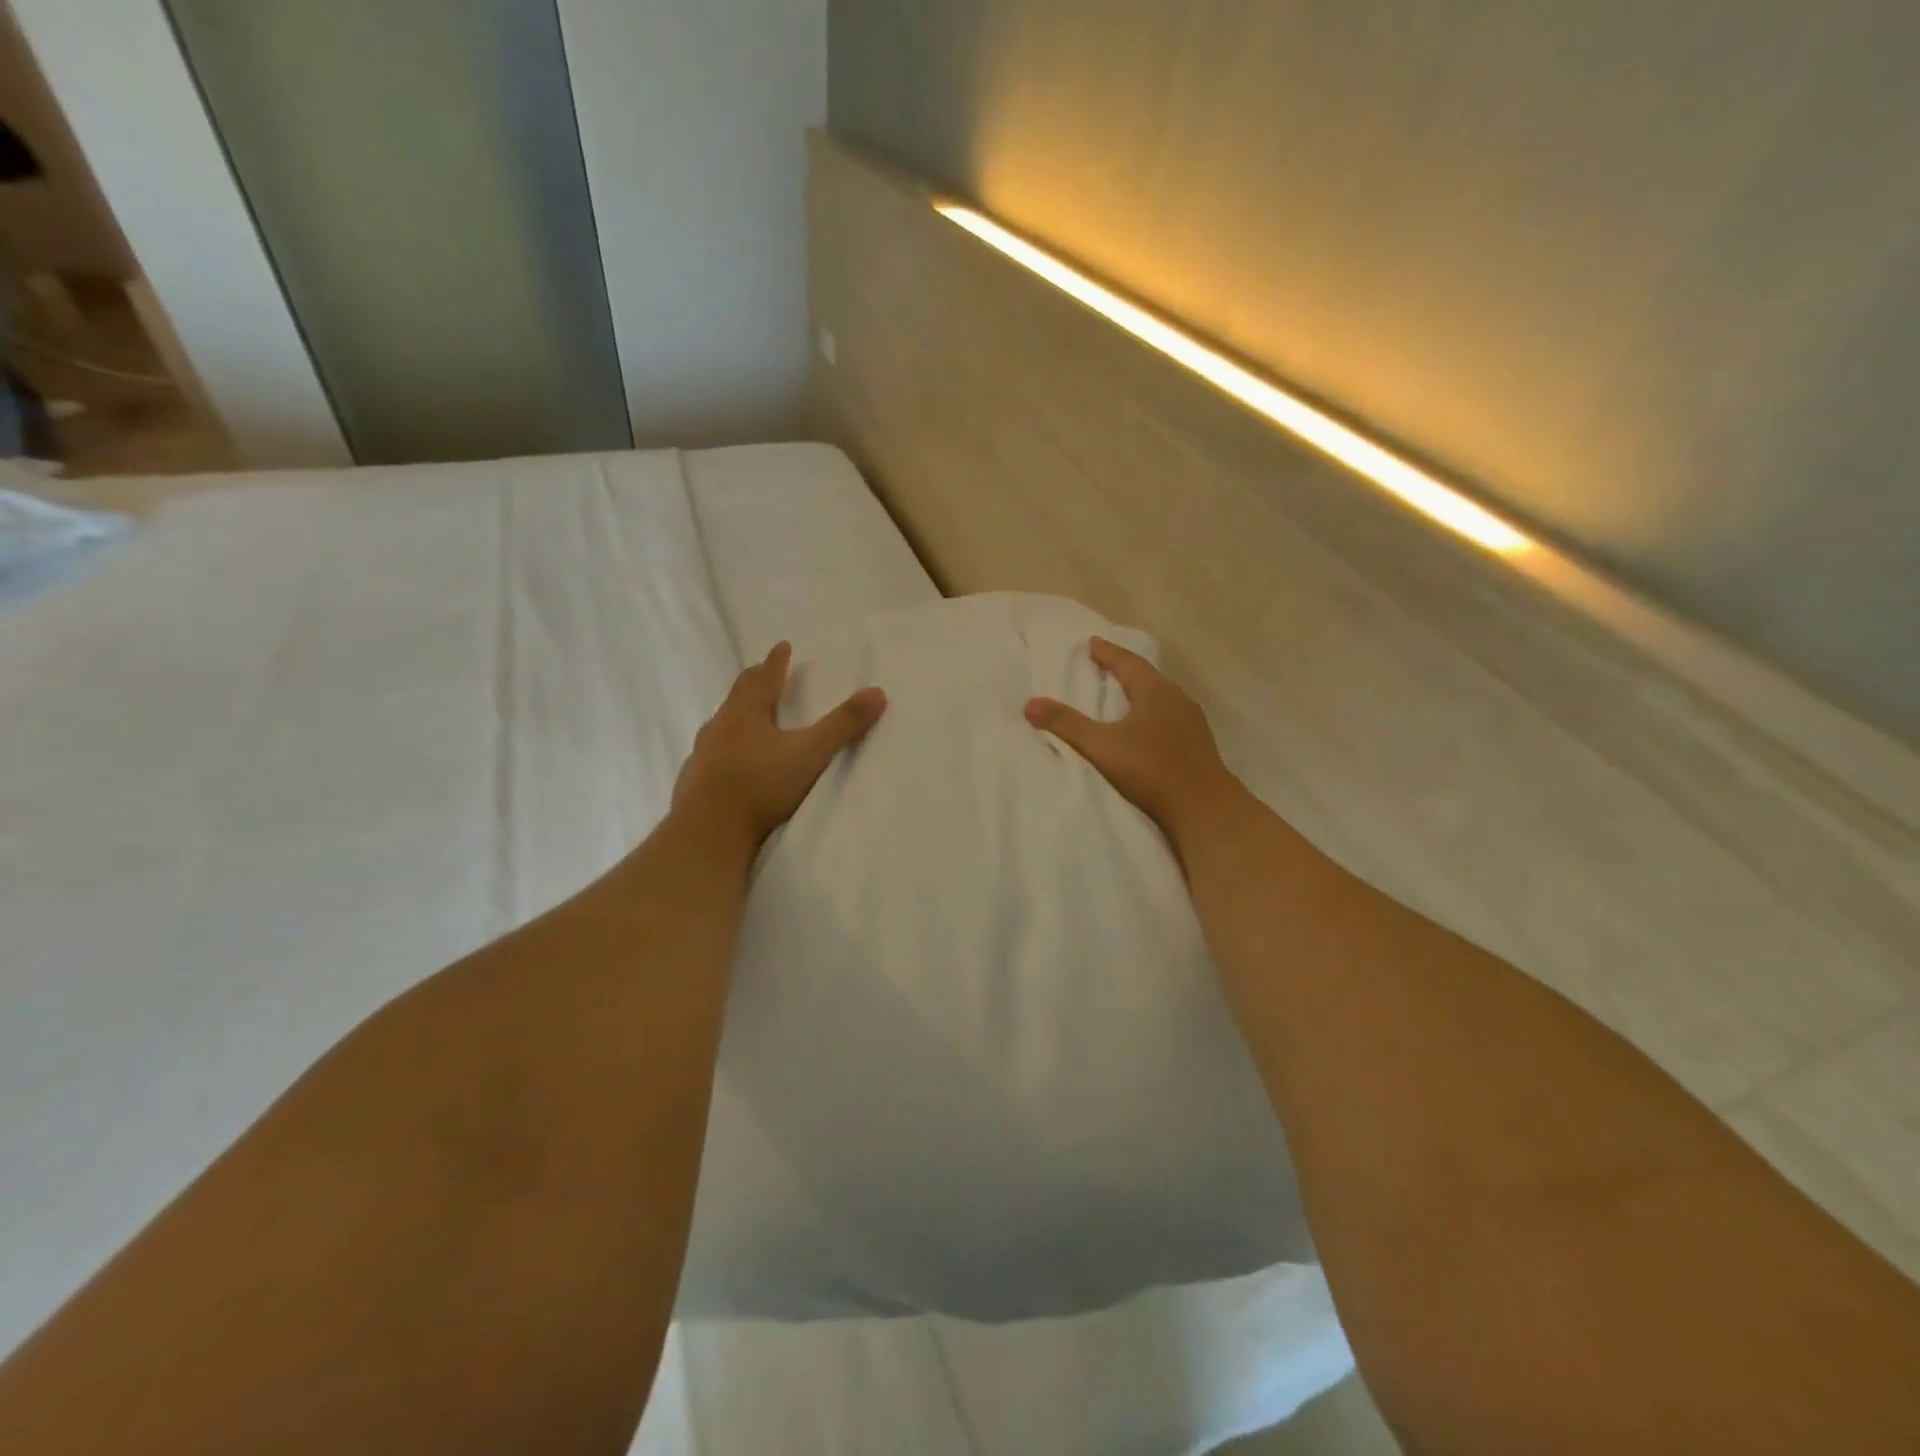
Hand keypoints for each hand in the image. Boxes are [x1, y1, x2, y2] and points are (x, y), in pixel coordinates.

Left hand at [673, 641, 886, 847]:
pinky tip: (730, 763)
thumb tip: (878, 692)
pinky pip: (711, 755)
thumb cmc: (760, 786)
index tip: (782, 646)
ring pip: (721, 726)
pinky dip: (725, 750)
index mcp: (745, 712)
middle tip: (763, 673)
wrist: (708, 833)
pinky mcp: (694, 782)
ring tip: (748, 718)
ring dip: (737, 717)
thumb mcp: (810, 753)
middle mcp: (719, 726)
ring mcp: (702, 755)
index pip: (763, 678)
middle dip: (754, 683)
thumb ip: (843, 725)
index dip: (776, 662)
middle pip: (737, 696)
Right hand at [1025, 636, 1243, 842]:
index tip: (1092, 643)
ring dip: (1141, 694)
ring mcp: (1192, 724)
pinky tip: (1147, 730)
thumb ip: (1066, 725)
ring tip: (1124, 696)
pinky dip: (1153, 716)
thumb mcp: (1101, 747)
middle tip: (1105, 666)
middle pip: (1148, 677)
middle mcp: (1178, 700)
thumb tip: (1030, 704)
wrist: (1205, 810)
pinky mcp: (1198, 747)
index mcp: (1156, 692)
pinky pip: (1171, 719)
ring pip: (1162, 699)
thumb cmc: (1151, 770)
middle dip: (1125, 670)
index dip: (1108, 653)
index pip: (1128, 662)